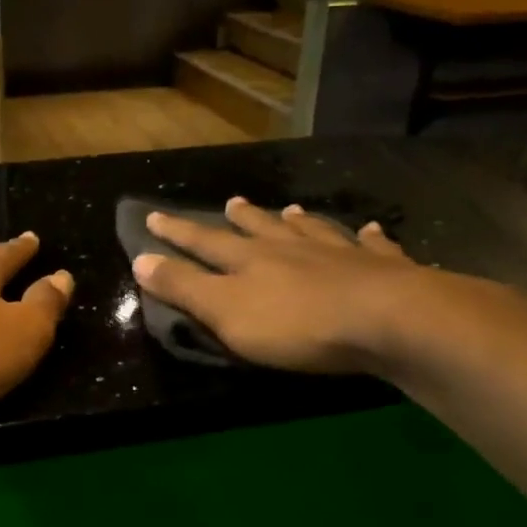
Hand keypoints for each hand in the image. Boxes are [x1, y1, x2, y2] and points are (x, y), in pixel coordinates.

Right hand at [131, 197, 426, 373]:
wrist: (387, 320)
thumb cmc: (295, 324)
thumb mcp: (225, 311)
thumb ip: (183, 287)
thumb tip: (140, 258)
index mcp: (249, 260)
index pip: (204, 242)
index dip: (177, 232)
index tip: (154, 216)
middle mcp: (291, 248)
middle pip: (260, 229)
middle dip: (241, 218)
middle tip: (231, 202)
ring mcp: (339, 254)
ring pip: (312, 231)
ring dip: (298, 222)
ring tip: (291, 210)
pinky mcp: (382, 269)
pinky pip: (373, 246)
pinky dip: (369, 238)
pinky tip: (372, 230)